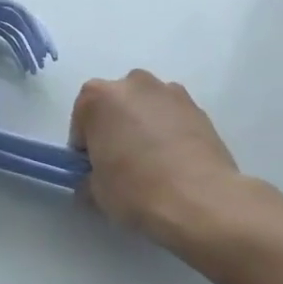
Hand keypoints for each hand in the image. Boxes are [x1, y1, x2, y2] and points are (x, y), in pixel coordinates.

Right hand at [70, 71, 256, 249]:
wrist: (200, 200)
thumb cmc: (136, 190)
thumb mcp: (96, 190)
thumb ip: (88, 176)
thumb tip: (92, 180)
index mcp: (98, 96)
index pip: (82, 120)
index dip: (85, 147)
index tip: (94, 168)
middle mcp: (133, 83)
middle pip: (115, 105)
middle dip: (115, 128)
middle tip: (122, 163)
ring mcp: (169, 92)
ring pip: (146, 107)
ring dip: (144, 125)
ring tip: (153, 162)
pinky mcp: (198, 107)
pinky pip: (173, 117)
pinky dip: (170, 131)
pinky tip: (175, 161)